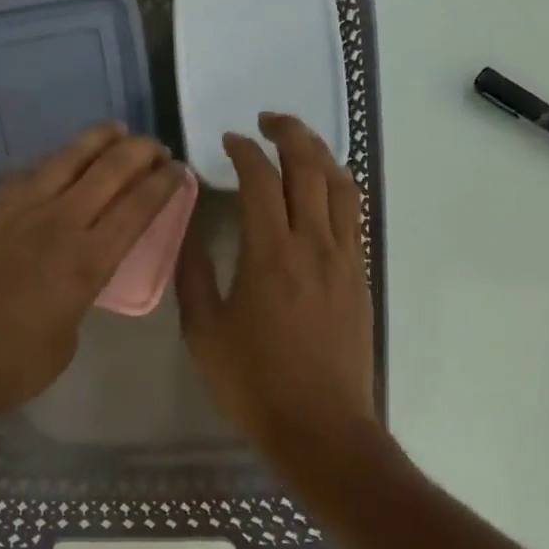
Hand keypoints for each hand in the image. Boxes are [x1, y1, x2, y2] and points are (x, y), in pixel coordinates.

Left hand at [0, 123, 186, 421]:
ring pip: (67, 158)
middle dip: (139, 152)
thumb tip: (75, 276)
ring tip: (115, 130)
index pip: (137, 208)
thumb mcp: (66, 339)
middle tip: (155, 146)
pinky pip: (29, 173)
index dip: (163, 184)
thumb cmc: (10, 365)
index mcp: (87, 262)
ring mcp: (19, 210)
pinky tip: (61, 160)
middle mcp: (59, 223)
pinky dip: (55, 161)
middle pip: (109, 171)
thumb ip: (80, 296)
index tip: (178, 169)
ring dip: (97, 140)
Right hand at [176, 114, 375, 454]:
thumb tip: (188, 230)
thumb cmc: (254, 383)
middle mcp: (313, 244)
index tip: (228, 141)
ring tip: (298, 140)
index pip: (261, 179)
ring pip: (340, 185)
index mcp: (270, 254)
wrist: (322, 428)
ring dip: (319, 152)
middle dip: (289, 133)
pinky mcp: (360, 275)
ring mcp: (344, 258)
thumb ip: (193, 274)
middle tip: (267, 120)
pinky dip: (337, 185)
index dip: (244, 151)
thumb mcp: (204, 331)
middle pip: (309, 168)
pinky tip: (323, 186)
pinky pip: (353, 214)